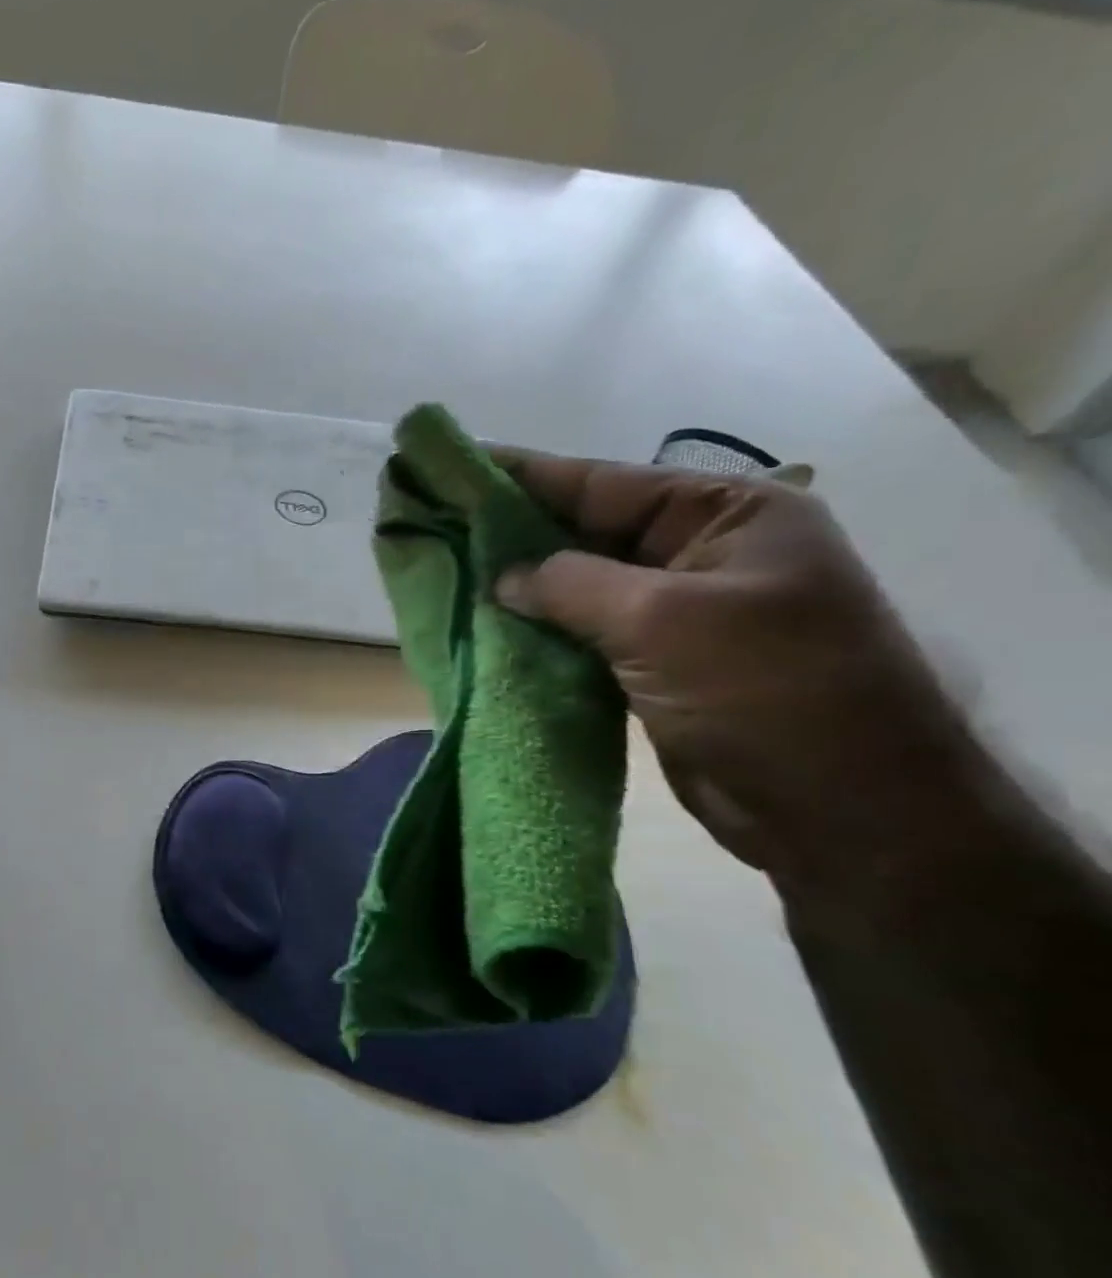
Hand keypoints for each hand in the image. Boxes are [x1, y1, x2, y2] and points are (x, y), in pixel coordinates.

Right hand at [488, 453, 976, 882]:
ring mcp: (679, 615)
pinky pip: (585, 636)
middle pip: (589, 533)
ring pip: (581, 589)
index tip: (457, 468)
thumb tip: (503, 576)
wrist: (837, 809)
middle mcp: (701, 556)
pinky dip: (541, 634)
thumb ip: (571, 585)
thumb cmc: (765, 691)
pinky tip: (490, 630)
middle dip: (515, 534)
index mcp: (726, 517)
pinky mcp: (656, 667)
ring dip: (522, 589)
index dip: (526, 476)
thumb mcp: (661, 620)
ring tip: (450, 575)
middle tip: (439, 525)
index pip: (605, 483)